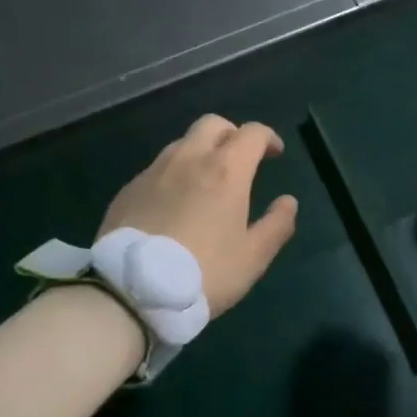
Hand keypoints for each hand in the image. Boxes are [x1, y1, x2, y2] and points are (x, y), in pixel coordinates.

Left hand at [99, 115, 299, 315]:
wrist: (133, 291)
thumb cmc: (205, 273)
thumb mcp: (253, 257)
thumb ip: (276, 225)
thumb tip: (288, 202)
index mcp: (225, 170)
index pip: (252, 133)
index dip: (268, 138)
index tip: (275, 154)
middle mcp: (188, 158)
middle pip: (213, 124)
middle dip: (232, 134)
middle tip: (241, 160)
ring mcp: (153, 171)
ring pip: (182, 143)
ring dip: (201, 152)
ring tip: (206, 182)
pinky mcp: (129, 189)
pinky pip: (158, 168)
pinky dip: (174, 174)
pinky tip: (174, 204)